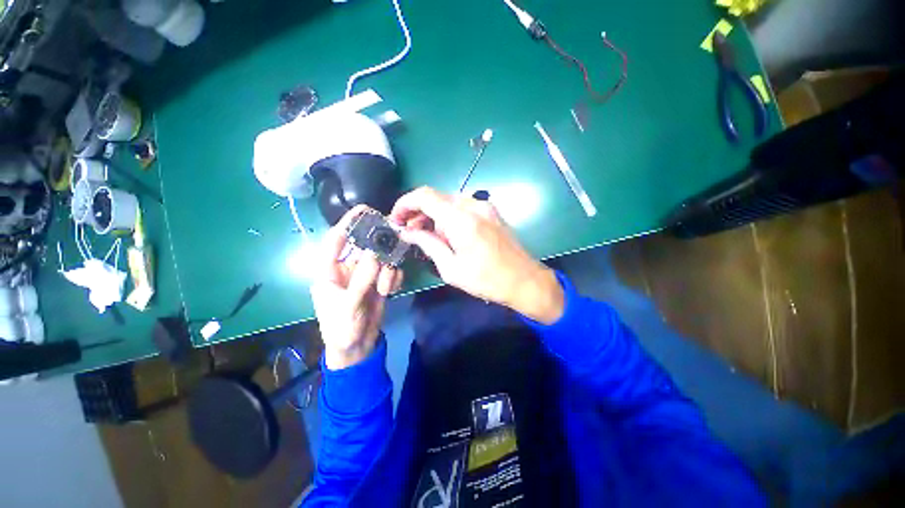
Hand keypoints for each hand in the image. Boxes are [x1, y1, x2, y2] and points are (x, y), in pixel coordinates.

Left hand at [310, 205, 403, 369]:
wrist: (356, 348)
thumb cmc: (342, 328)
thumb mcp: (350, 304)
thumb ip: (362, 278)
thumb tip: (374, 251)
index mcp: (330, 270)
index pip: (336, 241)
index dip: (348, 223)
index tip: (364, 209)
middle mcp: (347, 268)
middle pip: (363, 246)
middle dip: (378, 246)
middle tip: (393, 241)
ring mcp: (365, 275)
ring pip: (380, 259)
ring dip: (387, 270)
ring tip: (386, 288)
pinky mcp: (378, 282)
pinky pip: (390, 271)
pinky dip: (394, 278)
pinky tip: (391, 291)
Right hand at [390, 187, 563, 323]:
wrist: (524, 280)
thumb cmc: (486, 280)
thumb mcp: (450, 268)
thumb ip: (427, 244)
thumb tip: (407, 232)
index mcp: (461, 219)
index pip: (425, 196)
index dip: (405, 203)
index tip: (396, 219)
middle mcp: (473, 205)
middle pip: (437, 197)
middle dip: (418, 211)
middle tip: (409, 231)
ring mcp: (485, 206)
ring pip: (449, 201)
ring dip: (434, 214)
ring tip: (426, 235)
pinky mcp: (491, 212)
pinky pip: (463, 207)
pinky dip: (449, 216)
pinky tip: (447, 234)